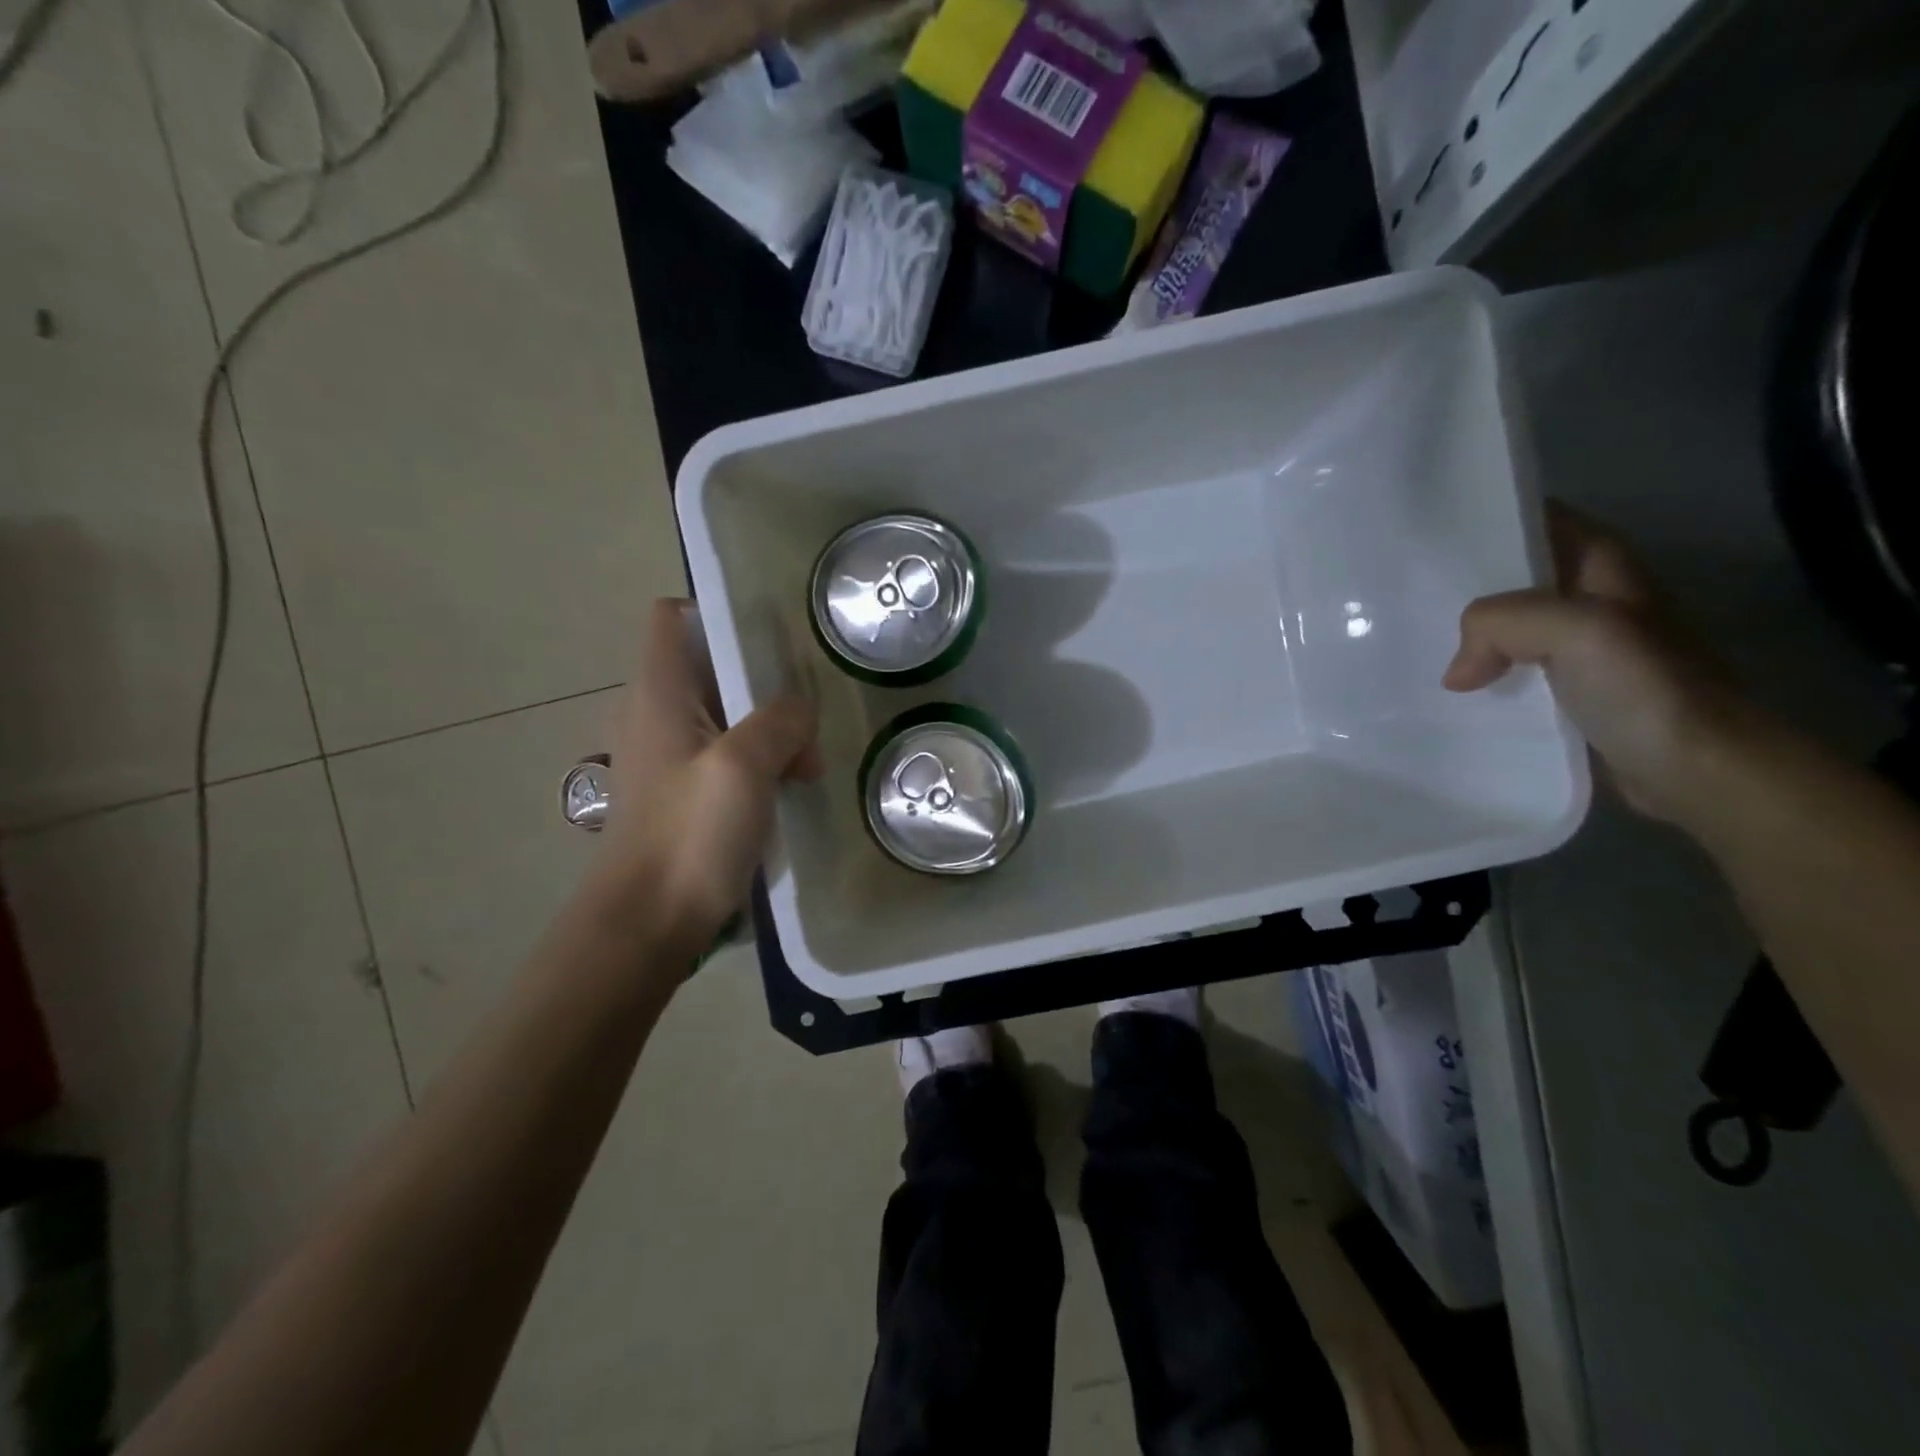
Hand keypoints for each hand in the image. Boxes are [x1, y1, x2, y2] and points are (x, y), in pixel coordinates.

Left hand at [588, 599, 821, 954]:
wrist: (647, 923)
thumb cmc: (689, 835)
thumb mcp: (743, 766)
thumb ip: (778, 721)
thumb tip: (799, 710)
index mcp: (659, 691)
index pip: (673, 618)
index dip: (717, 614)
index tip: (770, 641)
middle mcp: (655, 712)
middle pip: (711, 667)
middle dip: (764, 684)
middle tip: (804, 718)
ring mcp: (667, 755)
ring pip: (727, 715)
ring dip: (769, 731)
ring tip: (805, 765)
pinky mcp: (681, 792)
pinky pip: (726, 755)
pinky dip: (759, 762)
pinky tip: (788, 790)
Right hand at [1443, 502, 1759, 827]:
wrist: (1699, 770)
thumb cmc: (1646, 688)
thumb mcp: (1574, 630)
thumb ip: (1502, 622)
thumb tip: (1458, 671)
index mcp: (1605, 568)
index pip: (1542, 522)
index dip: (1491, 520)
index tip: (1431, 533)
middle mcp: (1594, 600)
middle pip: (1518, 576)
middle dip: (1466, 581)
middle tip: (1404, 591)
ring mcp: (1584, 650)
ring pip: (1510, 627)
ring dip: (1468, 634)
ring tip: (1412, 640)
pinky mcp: (1572, 694)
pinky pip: (1512, 671)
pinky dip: (1481, 676)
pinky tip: (1450, 690)